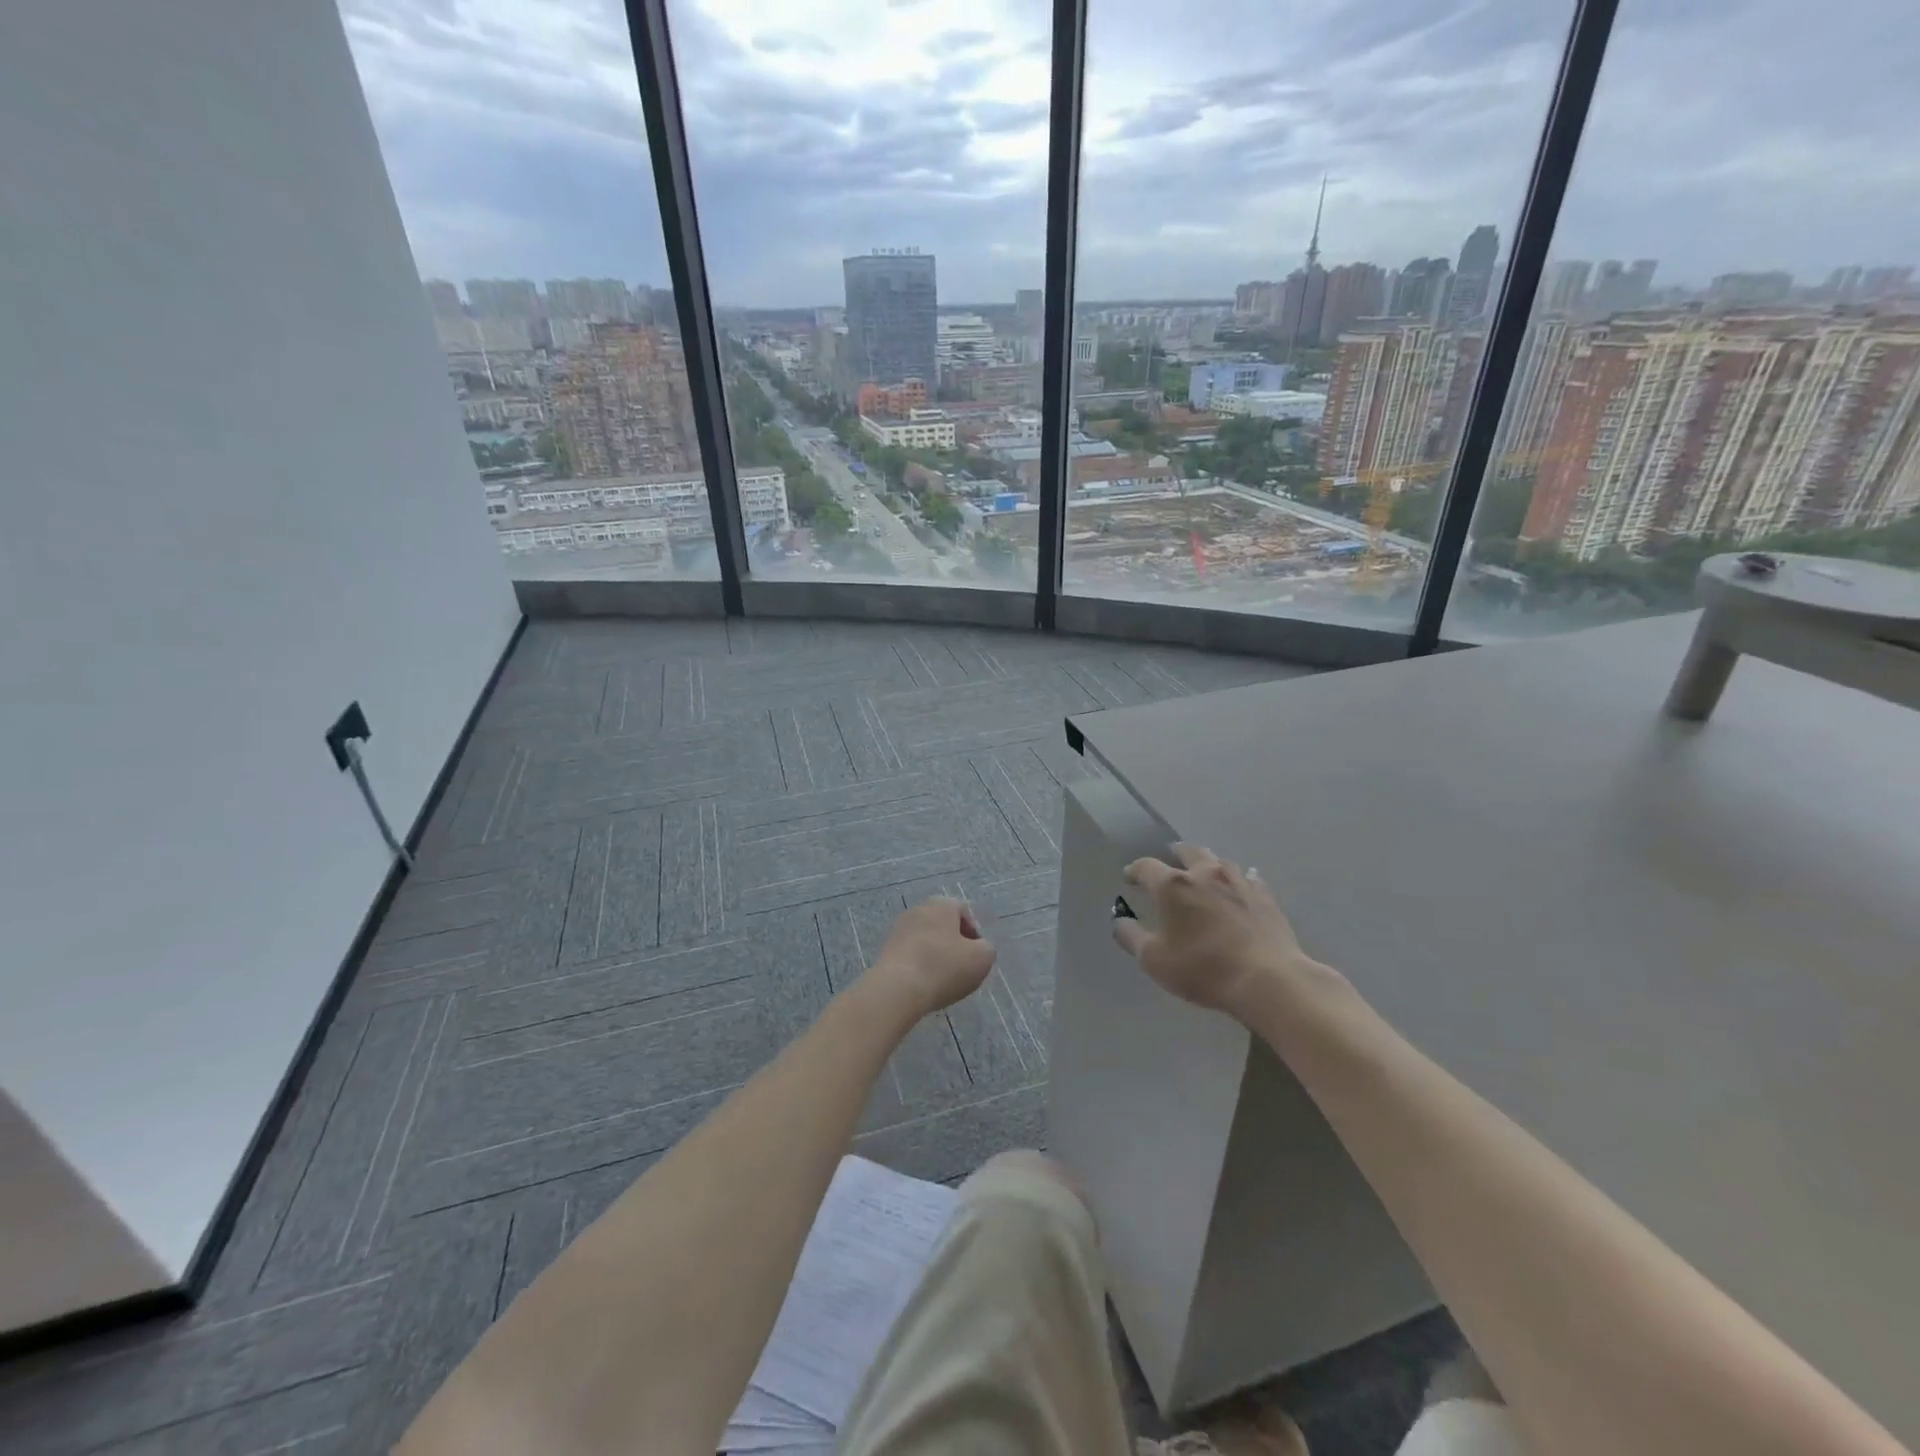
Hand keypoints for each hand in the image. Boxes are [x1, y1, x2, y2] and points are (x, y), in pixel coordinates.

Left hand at [867, 898, 995, 1018]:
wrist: (897, 989)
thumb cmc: (944, 967)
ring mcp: (899, 928)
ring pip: (926, 939)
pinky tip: (925, 984)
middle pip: (944, 924)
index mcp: (942, 904)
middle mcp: (919, 909)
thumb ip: (987, 948)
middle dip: (955, 943)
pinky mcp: (886, 949)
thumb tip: (979, 948)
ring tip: (943, 979)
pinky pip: (911, 954)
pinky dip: (920, 965)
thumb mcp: (982, 958)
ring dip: (936, 955)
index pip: (964, 911)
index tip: (977, 955)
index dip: (975, 933)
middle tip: (963, 966)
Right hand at [1114, 844, 1330, 1017]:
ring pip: (1219, 860)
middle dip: (1173, 854)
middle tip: (1168, 862)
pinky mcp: (1265, 896)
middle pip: (1187, 851)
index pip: (1146, 866)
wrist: (1267, 980)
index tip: (1129, 877)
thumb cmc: (1202, 969)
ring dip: (1206, 864)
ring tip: (1202, 872)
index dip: (1134, 870)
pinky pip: (1249, 878)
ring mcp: (1239, 881)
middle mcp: (1205, 873)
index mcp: (1173, 885)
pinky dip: (1238, 879)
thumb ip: (1130, 937)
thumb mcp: (1154, 960)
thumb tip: (1119, 921)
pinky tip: (1240, 886)